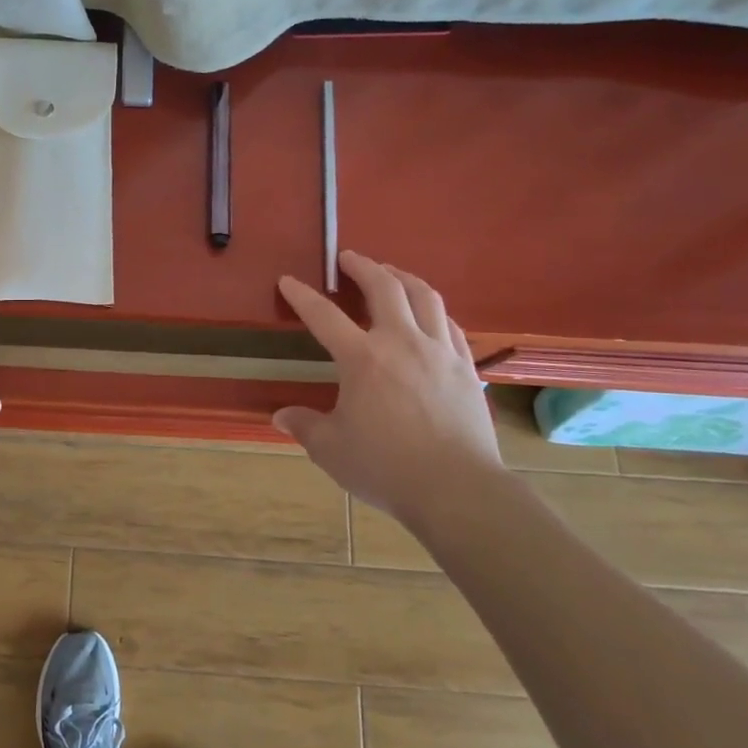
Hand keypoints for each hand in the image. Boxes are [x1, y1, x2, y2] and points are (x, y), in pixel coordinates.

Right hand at [275, 251, 501, 521]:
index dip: (301, 295)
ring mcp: (440, 352)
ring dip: (404, 278)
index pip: (323, 315)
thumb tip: (280, 416)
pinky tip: (429, 316)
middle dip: (363, 266)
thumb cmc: (386, 467)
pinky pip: (450, 325)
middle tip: (349, 257)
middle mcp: (402, 342)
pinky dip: (434, 311)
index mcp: (362, 358)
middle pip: (385, 287)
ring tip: (391, 273)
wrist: (458, 490)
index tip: (287, 281)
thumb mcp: (331, 449)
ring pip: (425, 297)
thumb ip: (304, 426)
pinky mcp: (467, 368)